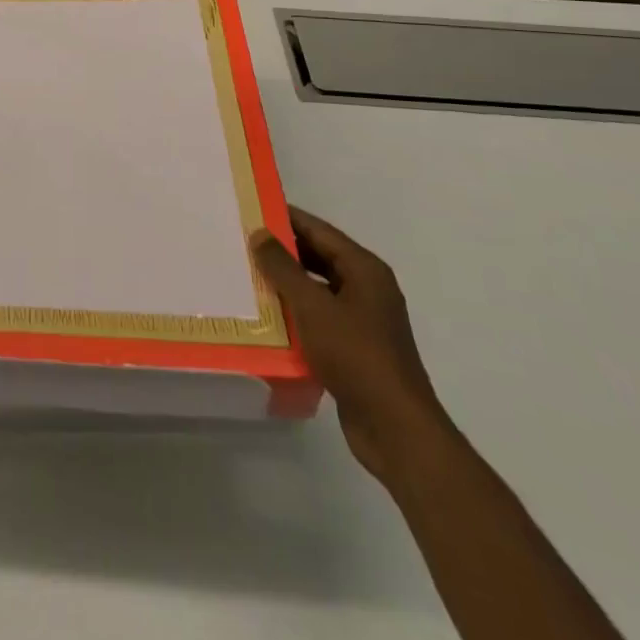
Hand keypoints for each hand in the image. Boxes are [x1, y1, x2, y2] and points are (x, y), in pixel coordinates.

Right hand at [251, 206, 450, 483]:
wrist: (395, 428)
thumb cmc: (355, 355)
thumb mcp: (312, 306)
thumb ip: (283, 268)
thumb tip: (260, 233)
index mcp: (365, 269)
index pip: (319, 230)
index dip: (287, 218)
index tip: (252, 210)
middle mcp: (368, 288)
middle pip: (320, 257)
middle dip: (284, 251)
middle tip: (244, 243)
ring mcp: (365, 320)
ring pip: (319, 289)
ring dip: (288, 284)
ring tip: (249, 277)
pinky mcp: (357, 349)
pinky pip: (321, 319)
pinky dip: (298, 314)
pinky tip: (269, 318)